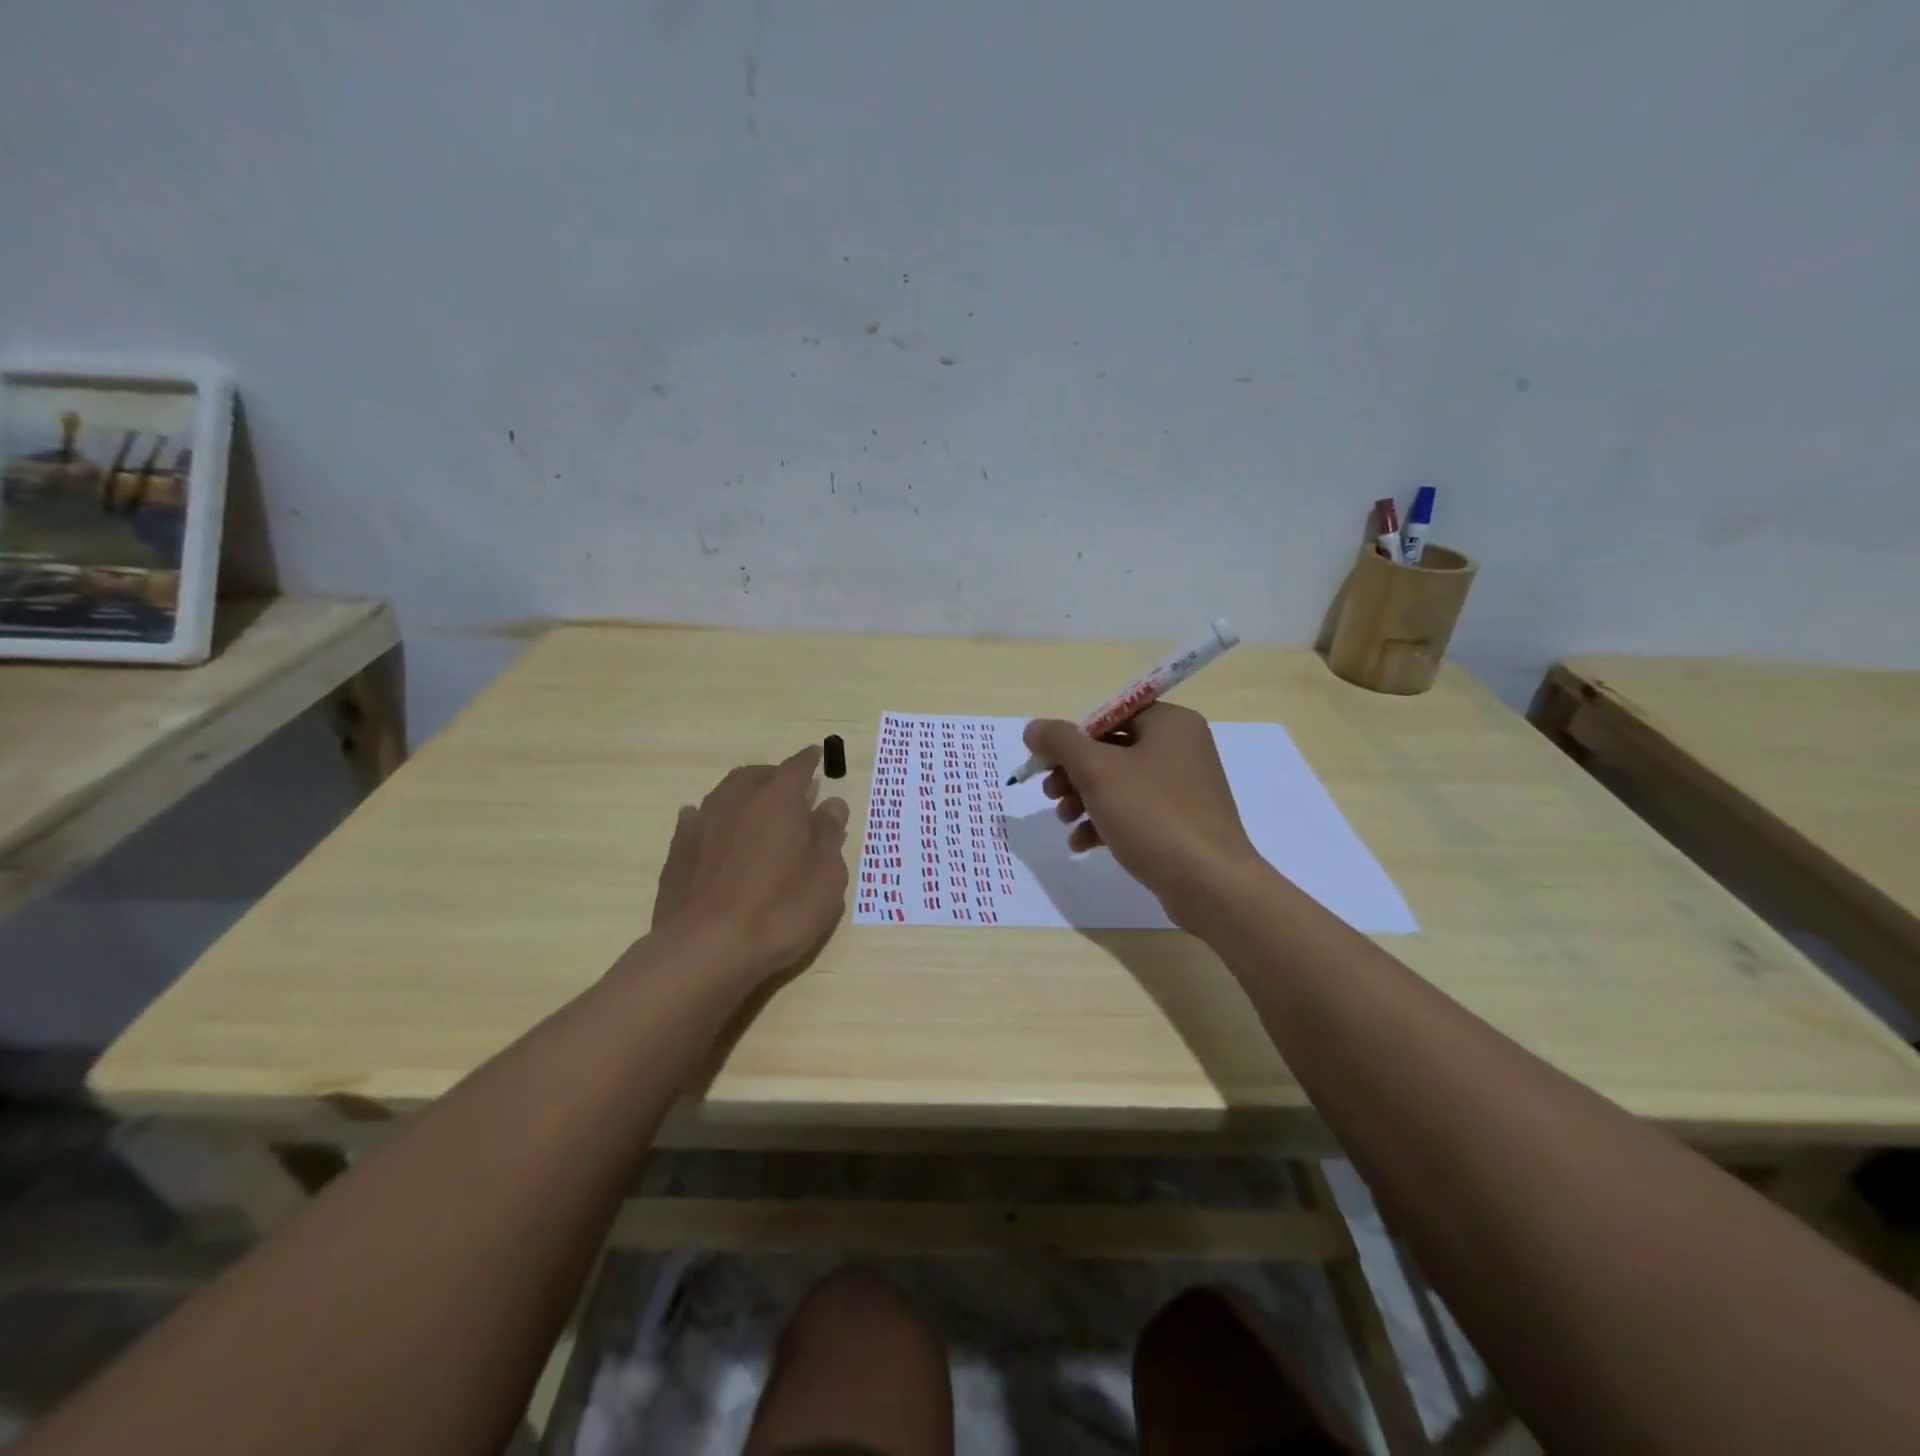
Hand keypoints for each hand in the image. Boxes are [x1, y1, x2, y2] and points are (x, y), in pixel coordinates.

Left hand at [648, 746, 850, 983]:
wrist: (707, 948)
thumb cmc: (780, 910)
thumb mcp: (826, 876)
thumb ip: (829, 835)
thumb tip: (832, 804)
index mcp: (778, 800)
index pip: (797, 767)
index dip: (809, 761)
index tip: (817, 755)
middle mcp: (738, 800)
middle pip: (757, 775)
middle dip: (775, 777)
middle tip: (791, 792)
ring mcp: (703, 822)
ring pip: (726, 793)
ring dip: (744, 795)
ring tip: (756, 810)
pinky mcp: (679, 850)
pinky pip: (698, 819)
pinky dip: (713, 819)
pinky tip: (714, 830)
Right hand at [1026, 703, 1264, 926]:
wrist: (1210, 884)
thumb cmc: (1152, 815)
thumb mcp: (1097, 771)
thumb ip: (1060, 742)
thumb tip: (1034, 728)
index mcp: (1170, 724)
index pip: (1110, 715)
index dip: (1072, 737)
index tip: (1045, 763)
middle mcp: (1181, 749)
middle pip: (1111, 750)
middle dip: (1074, 773)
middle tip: (1050, 794)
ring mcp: (1184, 788)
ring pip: (1119, 784)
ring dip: (1083, 799)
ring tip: (1064, 821)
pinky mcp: (1181, 823)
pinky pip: (1134, 812)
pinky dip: (1105, 822)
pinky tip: (1081, 844)